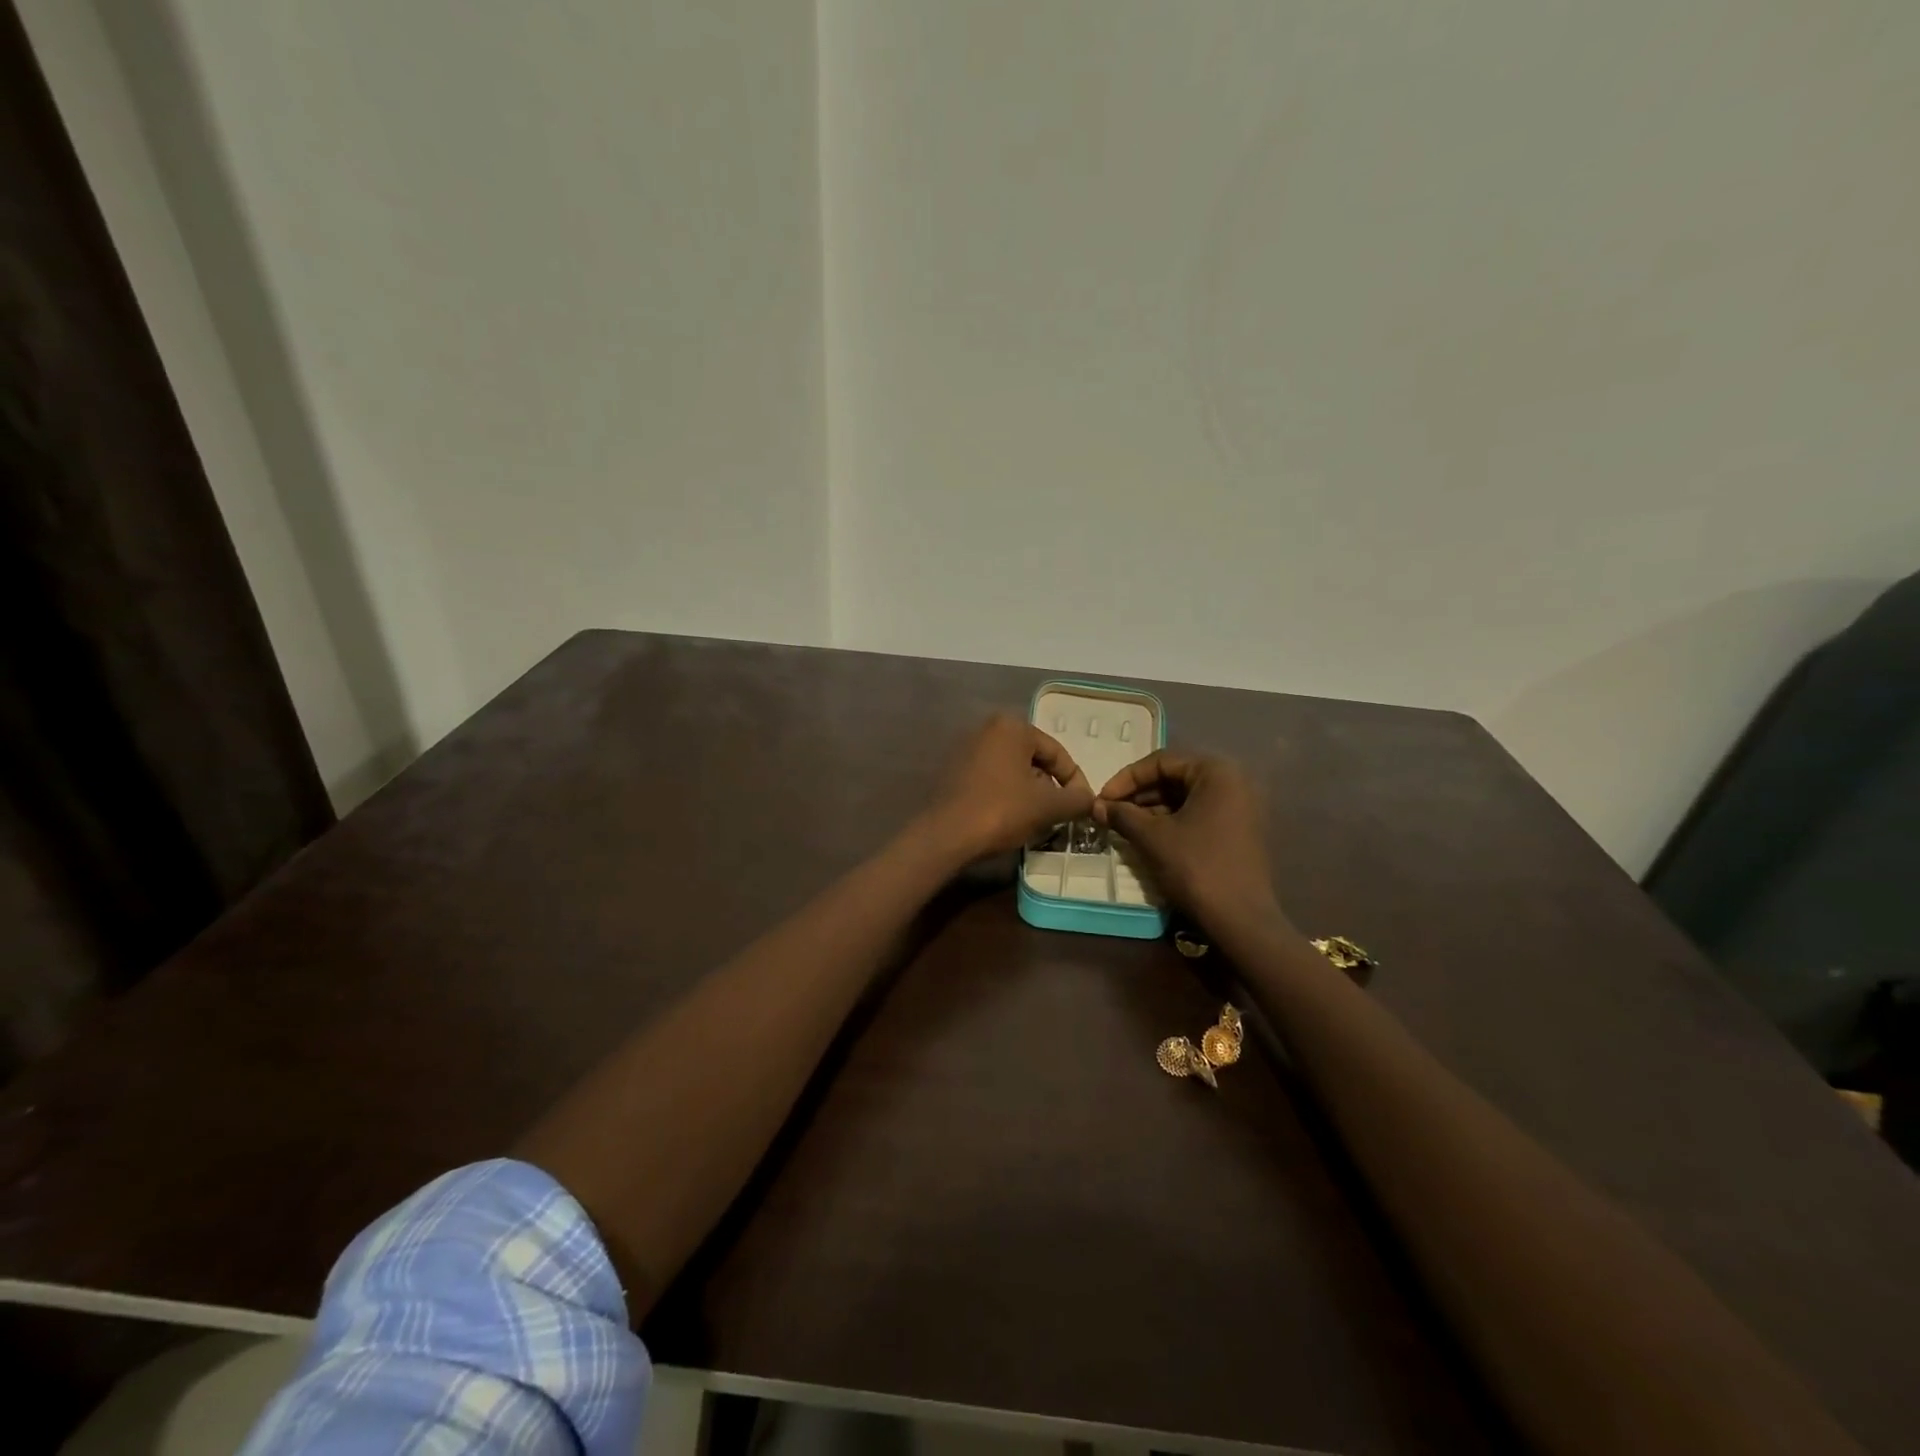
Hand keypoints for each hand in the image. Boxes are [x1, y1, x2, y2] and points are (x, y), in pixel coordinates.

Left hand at [925, 714, 1094, 859]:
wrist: (945, 835)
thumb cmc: (1001, 811)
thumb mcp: (1048, 806)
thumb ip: (1076, 799)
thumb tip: (1089, 800)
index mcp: (1012, 727)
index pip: (1057, 753)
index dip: (1075, 781)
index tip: (1082, 807)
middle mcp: (987, 729)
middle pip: (1034, 760)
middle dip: (1050, 787)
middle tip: (1060, 814)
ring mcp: (966, 749)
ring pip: (1013, 771)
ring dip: (1029, 793)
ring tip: (1038, 820)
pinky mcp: (953, 771)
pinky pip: (992, 779)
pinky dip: (1006, 794)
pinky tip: (1010, 818)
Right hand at [1093, 751, 1280, 929]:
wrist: (1241, 920)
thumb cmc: (1196, 867)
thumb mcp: (1153, 837)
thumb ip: (1123, 815)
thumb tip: (1097, 805)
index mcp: (1217, 772)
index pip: (1161, 761)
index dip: (1127, 779)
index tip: (1103, 799)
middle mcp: (1234, 782)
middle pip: (1175, 777)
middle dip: (1139, 794)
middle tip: (1110, 812)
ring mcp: (1240, 807)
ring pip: (1185, 797)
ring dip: (1152, 809)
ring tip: (1123, 826)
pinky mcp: (1239, 831)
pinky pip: (1198, 814)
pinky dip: (1171, 821)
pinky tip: (1147, 837)